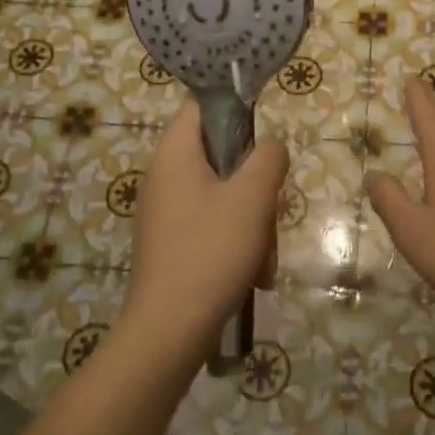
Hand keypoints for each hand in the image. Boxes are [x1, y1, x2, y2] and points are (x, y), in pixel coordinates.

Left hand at [122, 100, 288, 361]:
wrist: (169, 329)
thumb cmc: (211, 251)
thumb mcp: (252, 197)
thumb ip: (268, 158)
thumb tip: (269, 146)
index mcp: (175, 152)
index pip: (203, 105)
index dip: (236, 109)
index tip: (265, 136)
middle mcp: (164, 174)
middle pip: (219, 154)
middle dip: (253, 182)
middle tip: (269, 208)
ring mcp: (166, 210)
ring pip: (222, 194)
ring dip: (251, 220)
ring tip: (264, 256)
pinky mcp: (171, 241)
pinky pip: (212, 224)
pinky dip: (236, 242)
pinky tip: (254, 274)